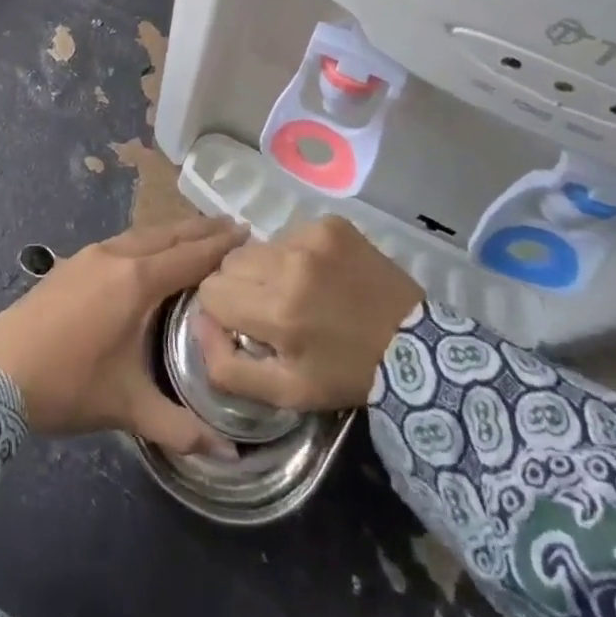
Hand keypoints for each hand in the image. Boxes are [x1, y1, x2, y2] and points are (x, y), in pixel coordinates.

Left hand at [0, 216, 247, 455]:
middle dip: (202, 230)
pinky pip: (122, 240)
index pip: (190, 256)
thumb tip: (230, 457)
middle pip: (168, 235)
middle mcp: (117, 256)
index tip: (249, 231)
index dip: (221, 246)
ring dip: (172, 231)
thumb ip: (181, 428)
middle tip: (234, 223)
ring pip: (142, 234)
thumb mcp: (129, 409)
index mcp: (137, 282)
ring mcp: (90, 255)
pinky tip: (147, 250)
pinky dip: (147, 239)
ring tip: (196, 232)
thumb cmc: (68, 385)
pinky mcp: (72, 262)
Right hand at [192, 216, 422, 411]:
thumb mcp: (286, 393)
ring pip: (258, 246)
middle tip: (272, 308)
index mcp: (277, 311)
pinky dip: (295, 253)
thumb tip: (199, 324)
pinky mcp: (331, 223)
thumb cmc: (346, 373)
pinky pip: (289, 232)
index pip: (211, 291)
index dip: (224, 311)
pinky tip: (320, 274)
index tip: (247, 324)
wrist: (416, 348)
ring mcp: (312, 236)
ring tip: (299, 290)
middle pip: (230, 263)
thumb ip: (228, 368)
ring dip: (268, 268)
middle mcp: (289, 264)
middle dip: (242, 286)